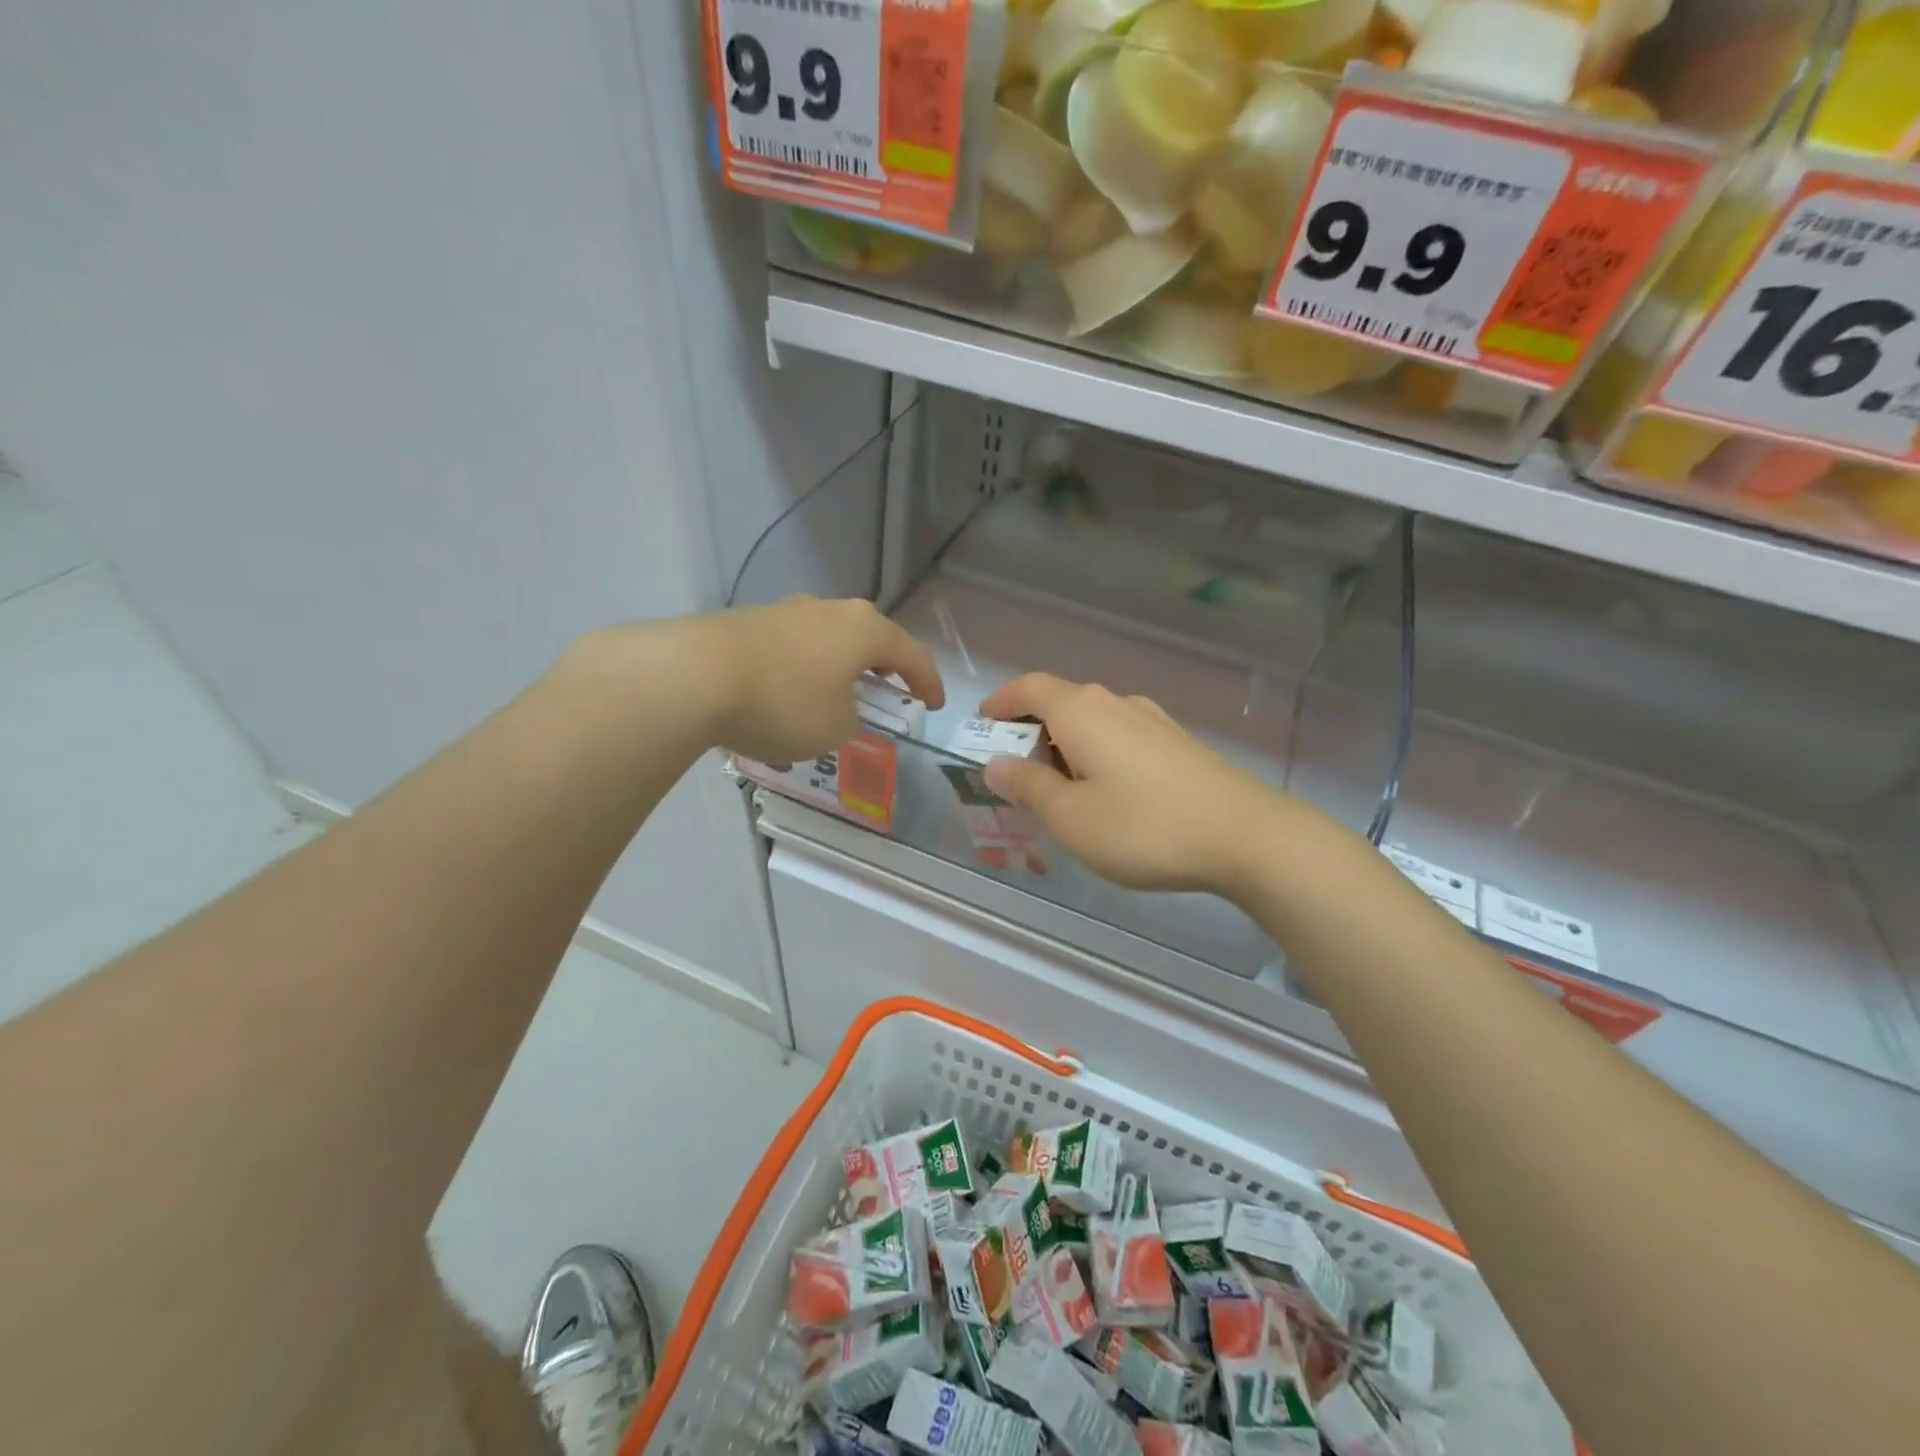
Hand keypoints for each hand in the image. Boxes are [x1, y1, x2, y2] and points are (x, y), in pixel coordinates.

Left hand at [696, 595, 944, 762]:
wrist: (693, 675)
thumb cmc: (785, 703)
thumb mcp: (835, 728)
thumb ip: (852, 720)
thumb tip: (840, 709)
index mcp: (864, 630)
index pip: (912, 654)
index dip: (929, 682)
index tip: (935, 704)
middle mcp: (829, 610)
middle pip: (868, 638)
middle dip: (882, 667)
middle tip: (890, 691)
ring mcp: (786, 611)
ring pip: (827, 641)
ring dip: (837, 670)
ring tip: (833, 700)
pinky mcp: (748, 622)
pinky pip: (791, 650)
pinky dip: (800, 674)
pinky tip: (786, 701)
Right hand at [977, 674, 1294, 895]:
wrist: (1246, 836)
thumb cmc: (1143, 826)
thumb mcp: (1069, 817)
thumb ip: (1027, 787)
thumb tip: (997, 765)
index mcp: (1081, 711)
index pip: (1028, 688)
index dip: (1000, 703)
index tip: (982, 726)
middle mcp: (1115, 703)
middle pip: (1060, 705)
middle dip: (1030, 735)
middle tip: (1016, 779)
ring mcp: (1152, 720)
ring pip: (1092, 725)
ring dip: (1065, 750)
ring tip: (1061, 795)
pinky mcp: (1177, 743)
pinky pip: (1120, 740)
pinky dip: (1097, 758)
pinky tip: (1108, 798)